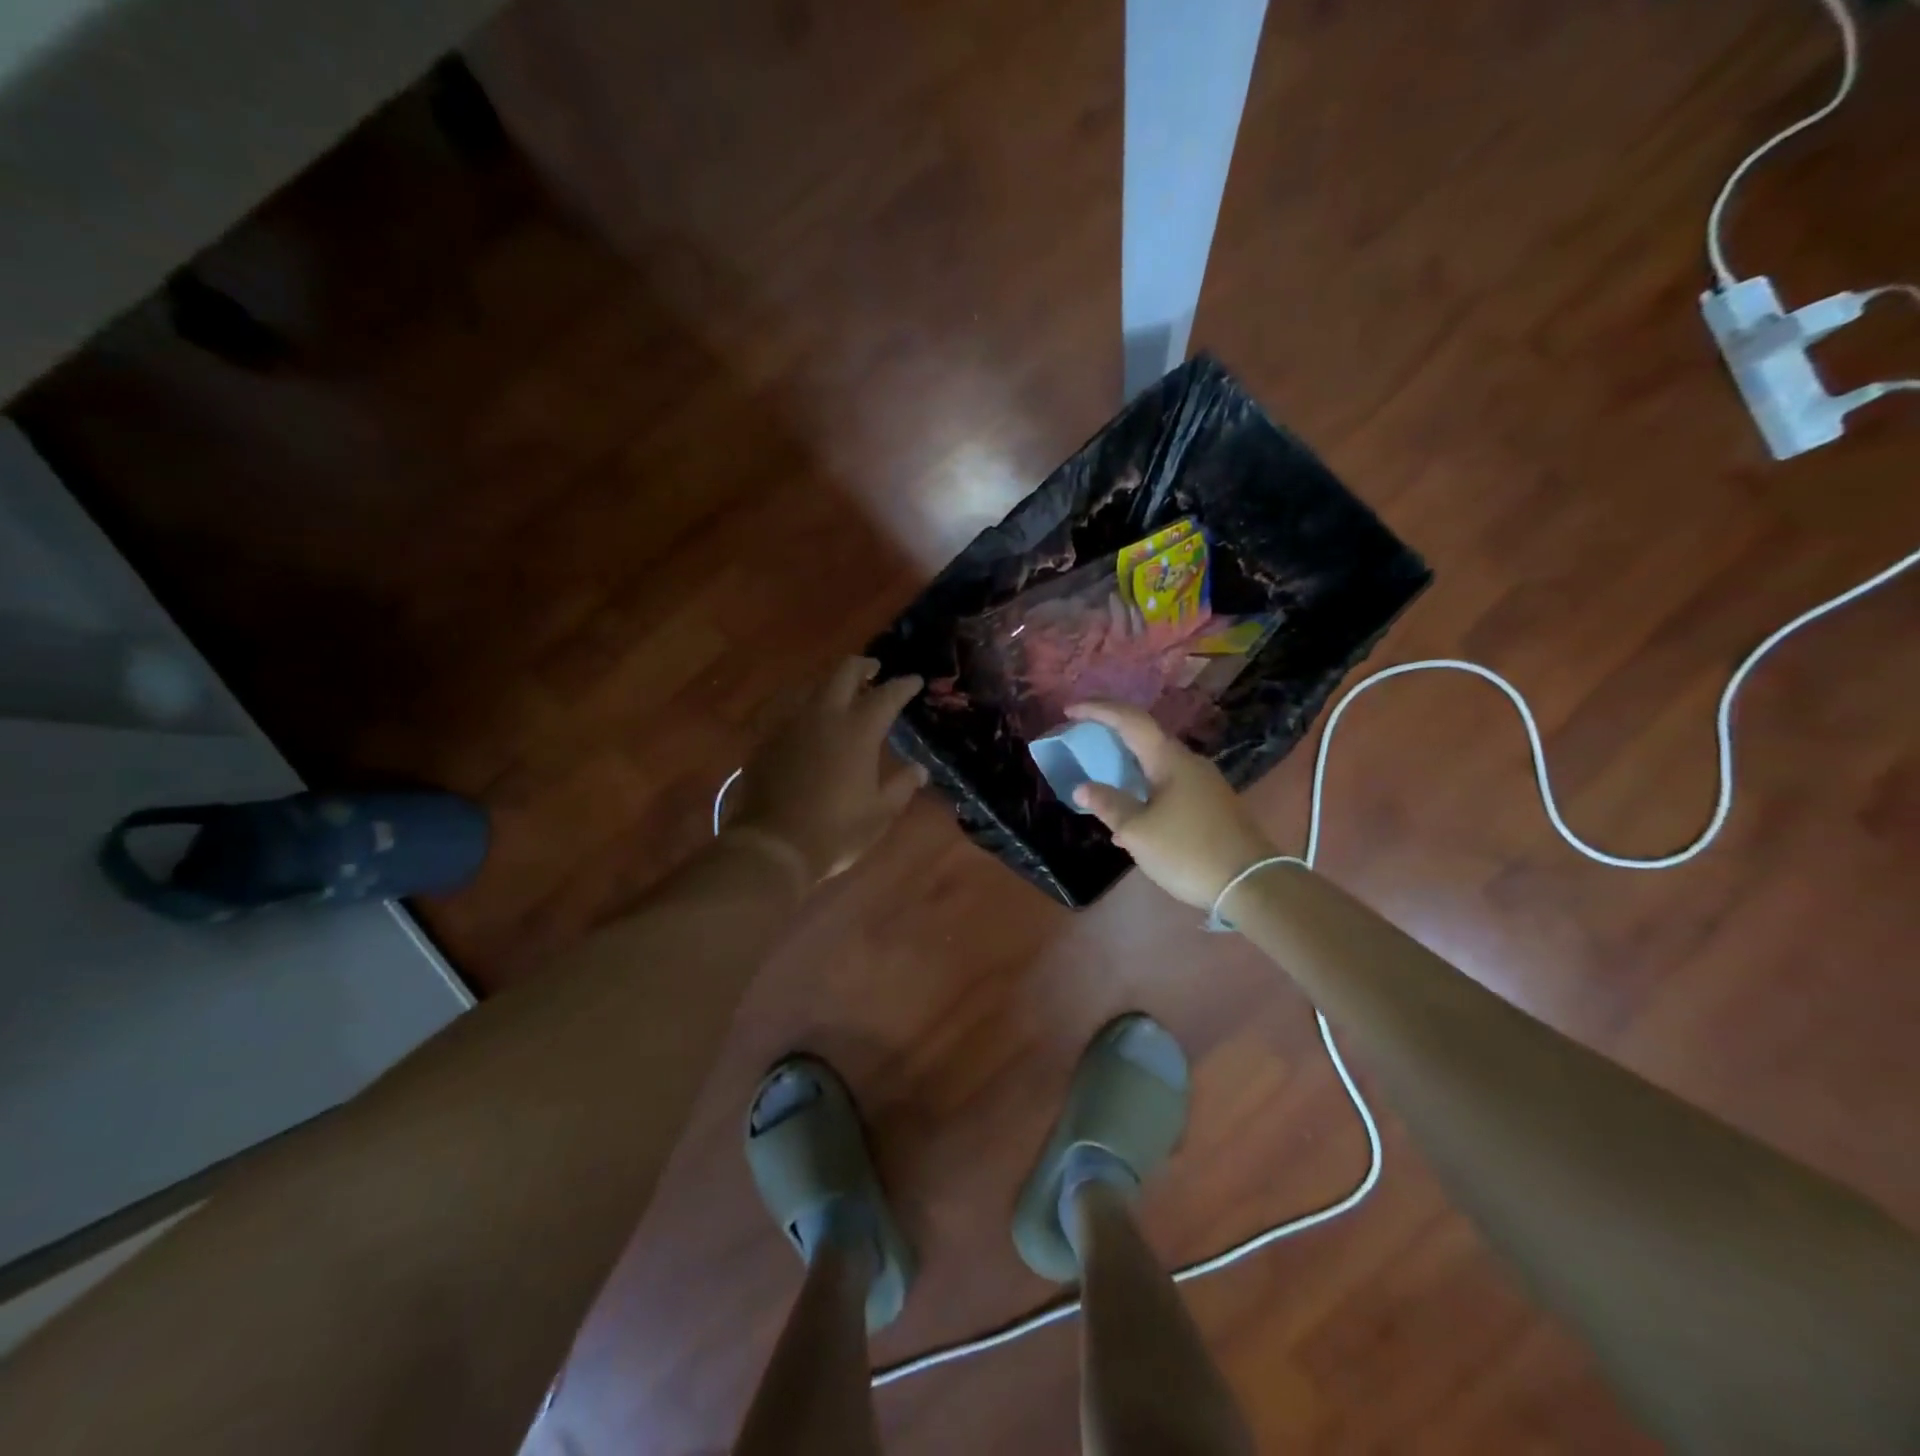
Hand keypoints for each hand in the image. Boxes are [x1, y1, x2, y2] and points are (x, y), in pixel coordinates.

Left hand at [725, 658, 928, 881]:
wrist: (773, 845)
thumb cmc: (836, 831)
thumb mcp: (880, 813)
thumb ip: (902, 786)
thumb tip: (919, 769)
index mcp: (858, 730)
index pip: (887, 695)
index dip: (904, 685)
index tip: (915, 681)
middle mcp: (825, 716)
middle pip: (844, 672)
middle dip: (863, 667)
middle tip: (875, 671)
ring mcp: (792, 724)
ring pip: (814, 687)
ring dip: (833, 684)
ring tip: (844, 694)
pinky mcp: (768, 739)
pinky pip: (791, 710)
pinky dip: (808, 708)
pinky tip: (812, 722)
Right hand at [1065, 701, 1278, 908]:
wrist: (1252, 884)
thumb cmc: (1189, 851)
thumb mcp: (1138, 831)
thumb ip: (1109, 805)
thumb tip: (1084, 787)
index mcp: (1168, 759)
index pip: (1129, 720)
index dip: (1097, 710)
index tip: (1069, 710)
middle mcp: (1188, 762)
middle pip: (1145, 738)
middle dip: (1112, 734)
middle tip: (1083, 737)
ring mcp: (1204, 783)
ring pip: (1156, 765)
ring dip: (1127, 767)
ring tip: (1101, 781)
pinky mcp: (1211, 805)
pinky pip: (1168, 787)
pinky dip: (1143, 791)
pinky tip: (1131, 821)